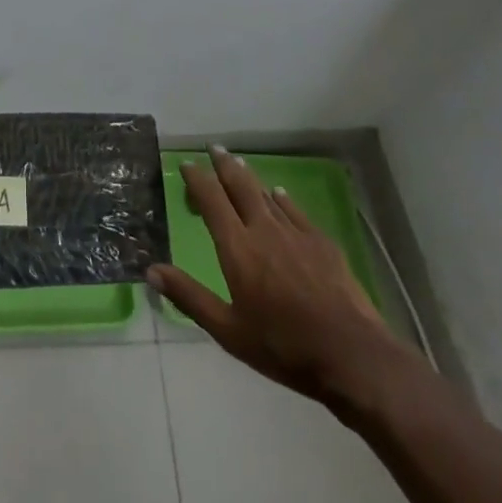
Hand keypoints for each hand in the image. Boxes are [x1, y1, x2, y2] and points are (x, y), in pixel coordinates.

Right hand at [148, 147, 425, 424]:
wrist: (351, 354)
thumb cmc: (284, 347)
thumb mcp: (228, 331)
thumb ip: (189, 297)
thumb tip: (151, 271)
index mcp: (237, 248)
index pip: (211, 201)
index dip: (197, 180)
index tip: (187, 165)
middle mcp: (264, 230)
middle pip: (240, 186)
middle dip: (224, 165)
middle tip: (214, 148)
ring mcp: (296, 233)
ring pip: (266, 195)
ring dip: (249, 177)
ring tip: (239, 163)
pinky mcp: (322, 243)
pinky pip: (295, 210)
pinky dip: (282, 199)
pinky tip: (279, 194)